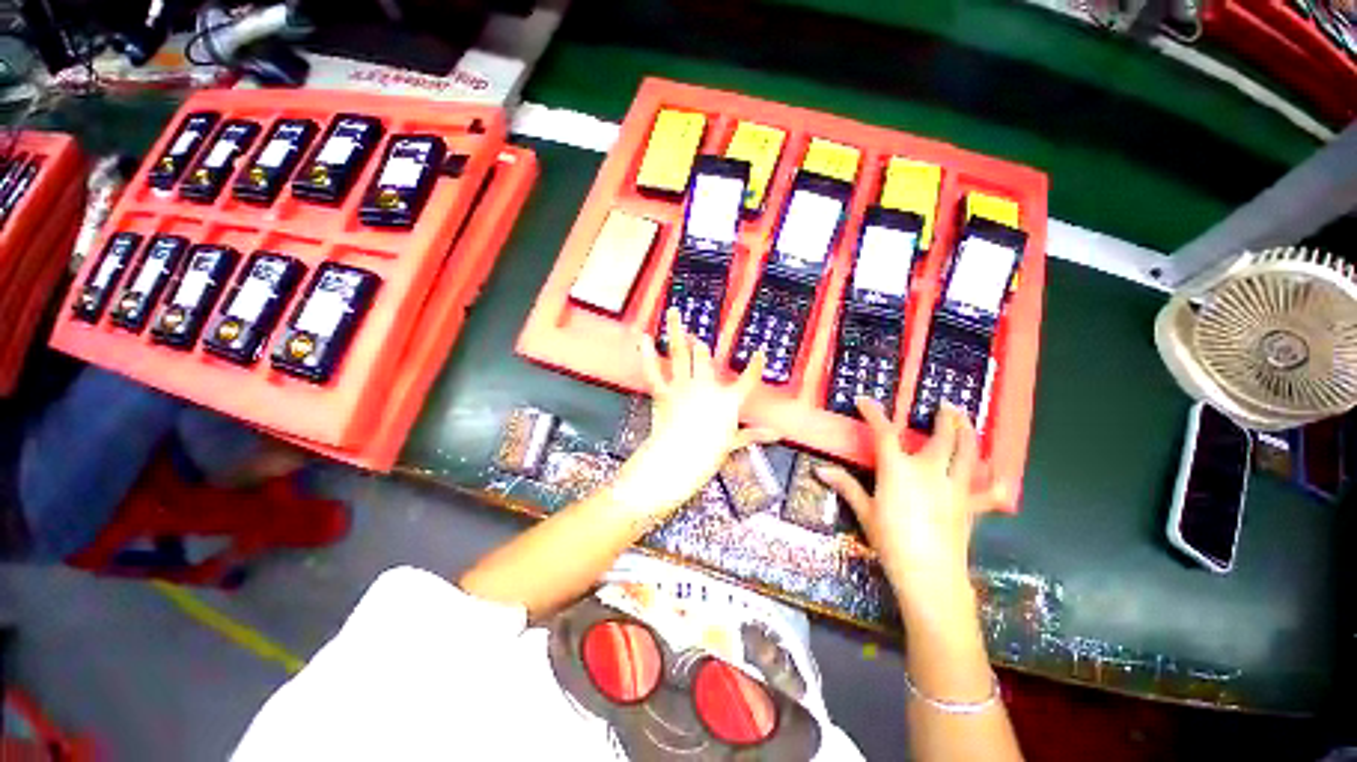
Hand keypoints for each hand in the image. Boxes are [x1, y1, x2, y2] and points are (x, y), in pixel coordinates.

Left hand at [617, 308, 776, 515]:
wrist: (678, 461)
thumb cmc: (707, 455)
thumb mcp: (733, 444)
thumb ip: (753, 435)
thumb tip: (776, 435)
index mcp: (727, 401)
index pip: (747, 381)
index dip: (755, 366)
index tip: (760, 353)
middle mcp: (705, 387)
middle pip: (704, 358)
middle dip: (700, 345)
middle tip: (697, 336)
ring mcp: (683, 387)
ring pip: (680, 353)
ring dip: (676, 331)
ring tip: (674, 313)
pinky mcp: (663, 392)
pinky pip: (654, 369)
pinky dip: (648, 354)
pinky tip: (645, 338)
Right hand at [816, 398, 1006, 604]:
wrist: (929, 576)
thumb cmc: (890, 541)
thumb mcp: (864, 512)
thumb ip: (845, 486)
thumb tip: (819, 470)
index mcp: (898, 469)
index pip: (884, 432)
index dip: (873, 413)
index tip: (865, 401)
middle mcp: (930, 470)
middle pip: (942, 437)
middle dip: (945, 418)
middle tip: (945, 405)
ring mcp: (955, 487)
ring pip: (968, 454)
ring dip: (969, 433)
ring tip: (967, 420)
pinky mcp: (970, 506)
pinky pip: (987, 491)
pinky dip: (993, 483)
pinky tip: (999, 478)